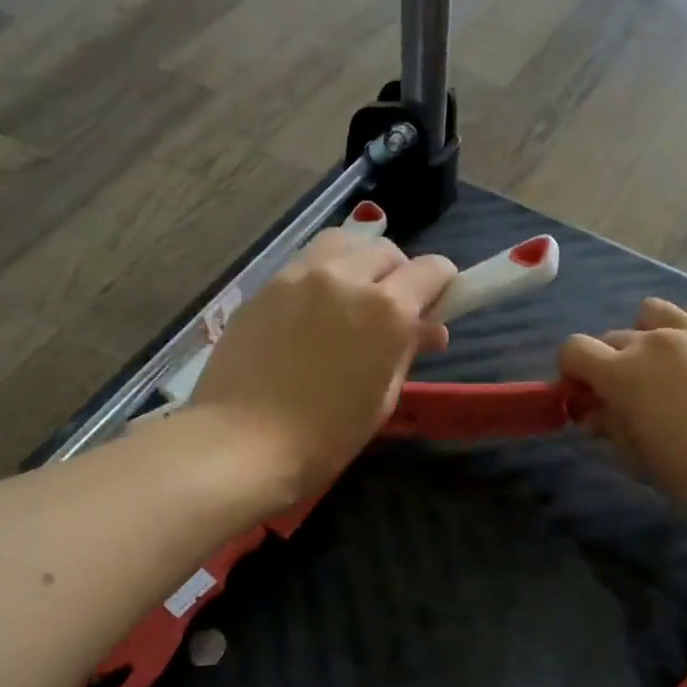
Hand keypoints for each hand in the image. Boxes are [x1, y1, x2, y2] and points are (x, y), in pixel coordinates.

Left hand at [189, 229, 455, 500]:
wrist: (245, 442)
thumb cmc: (327, 436)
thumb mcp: (383, 397)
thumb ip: (407, 351)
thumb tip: (429, 328)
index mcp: (386, 309)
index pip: (432, 270)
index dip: (442, 286)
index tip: (437, 306)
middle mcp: (346, 278)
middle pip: (387, 251)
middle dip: (400, 274)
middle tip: (394, 309)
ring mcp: (300, 276)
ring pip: (343, 244)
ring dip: (359, 262)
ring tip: (353, 295)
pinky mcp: (265, 286)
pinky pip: (305, 263)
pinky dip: (322, 274)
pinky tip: (313, 309)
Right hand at [558, 296, 686, 527]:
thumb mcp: (640, 461)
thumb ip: (610, 429)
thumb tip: (594, 414)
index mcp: (622, 373)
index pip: (574, 350)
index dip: (572, 372)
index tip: (585, 397)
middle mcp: (654, 340)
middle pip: (613, 337)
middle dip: (610, 363)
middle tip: (628, 396)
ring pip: (653, 312)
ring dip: (647, 334)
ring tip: (665, 364)